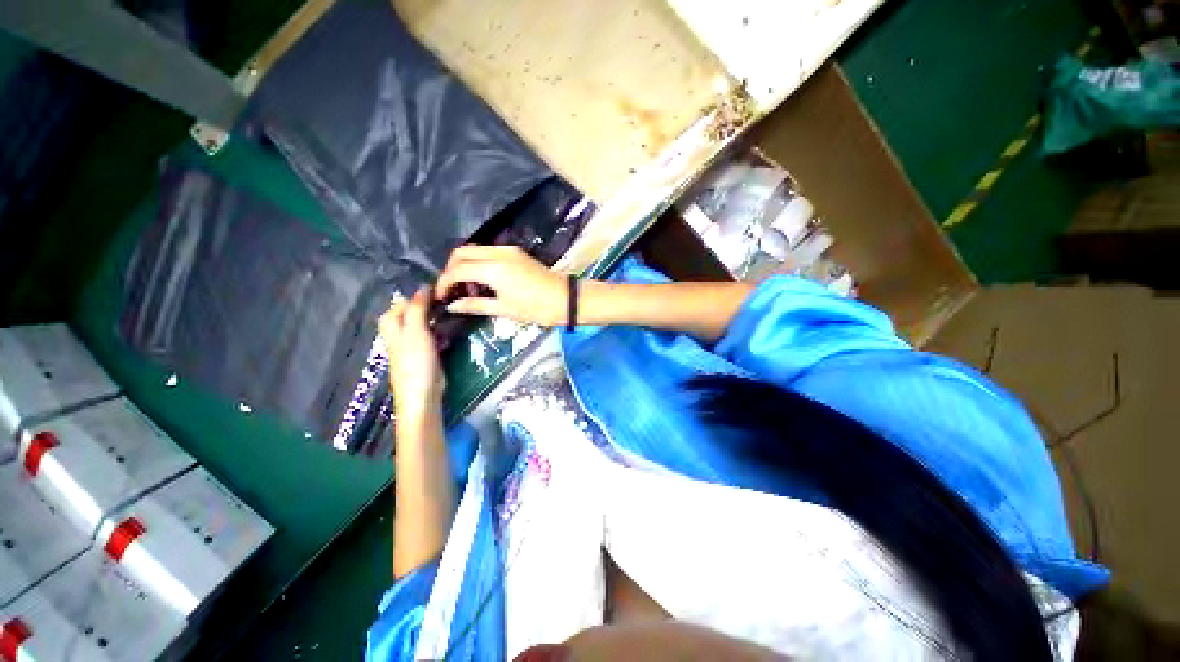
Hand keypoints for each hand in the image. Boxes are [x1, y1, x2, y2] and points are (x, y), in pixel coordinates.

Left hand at [379, 289, 444, 420]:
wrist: (423, 393)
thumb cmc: (415, 360)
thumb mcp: (415, 330)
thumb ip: (418, 308)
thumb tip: (424, 287)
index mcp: (392, 324)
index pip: (404, 302)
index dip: (420, 296)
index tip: (441, 292)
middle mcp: (400, 332)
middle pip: (414, 312)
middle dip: (431, 307)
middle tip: (450, 302)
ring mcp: (414, 344)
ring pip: (426, 324)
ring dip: (438, 319)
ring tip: (454, 314)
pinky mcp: (427, 354)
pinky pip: (434, 337)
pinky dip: (442, 333)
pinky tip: (452, 333)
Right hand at [435, 246, 566, 325]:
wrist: (565, 299)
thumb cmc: (536, 308)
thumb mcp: (504, 309)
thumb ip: (475, 305)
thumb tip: (452, 306)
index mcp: (493, 269)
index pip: (457, 269)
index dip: (444, 282)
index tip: (441, 297)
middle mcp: (498, 253)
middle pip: (462, 252)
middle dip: (451, 269)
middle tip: (452, 290)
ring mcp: (508, 250)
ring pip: (475, 249)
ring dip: (465, 264)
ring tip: (469, 288)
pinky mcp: (516, 252)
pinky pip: (489, 252)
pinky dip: (480, 262)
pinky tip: (484, 281)